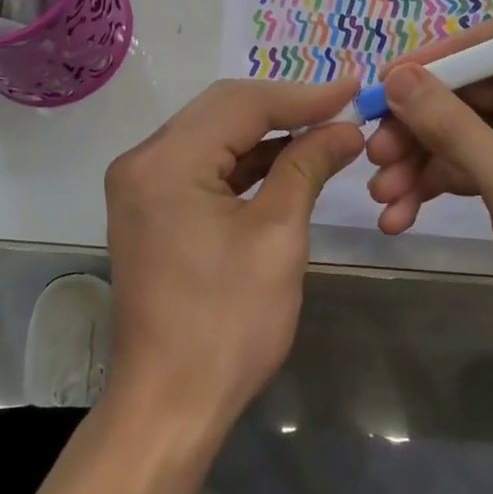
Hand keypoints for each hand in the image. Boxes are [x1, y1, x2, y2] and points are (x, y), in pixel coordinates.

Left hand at [102, 77, 364, 435]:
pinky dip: (244, 160)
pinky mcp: (150, 206)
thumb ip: (307, 168)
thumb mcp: (277, 237)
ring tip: (323, 129)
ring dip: (266, 132)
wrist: (169, 404)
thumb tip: (345, 130)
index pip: (241, 103)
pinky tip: (286, 159)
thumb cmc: (227, 325)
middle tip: (341, 106)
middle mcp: (143, 160)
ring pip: (212, 134)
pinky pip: (201, 164)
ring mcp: (141, 184)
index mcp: (165, 162)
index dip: (302, 95)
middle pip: (222, 110)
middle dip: (284, 106)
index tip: (352, 90)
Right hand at [364, 21, 492, 359]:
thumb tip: (397, 76)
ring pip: (465, 134)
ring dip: (420, 163)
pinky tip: (401, 215)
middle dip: (418, 127)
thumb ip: (451, 125)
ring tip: (380, 197)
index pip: (491, 47)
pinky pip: (474, 167)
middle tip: (374, 154)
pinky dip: (439, 185)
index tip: (384, 87)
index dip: (434, 62)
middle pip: (470, 95)